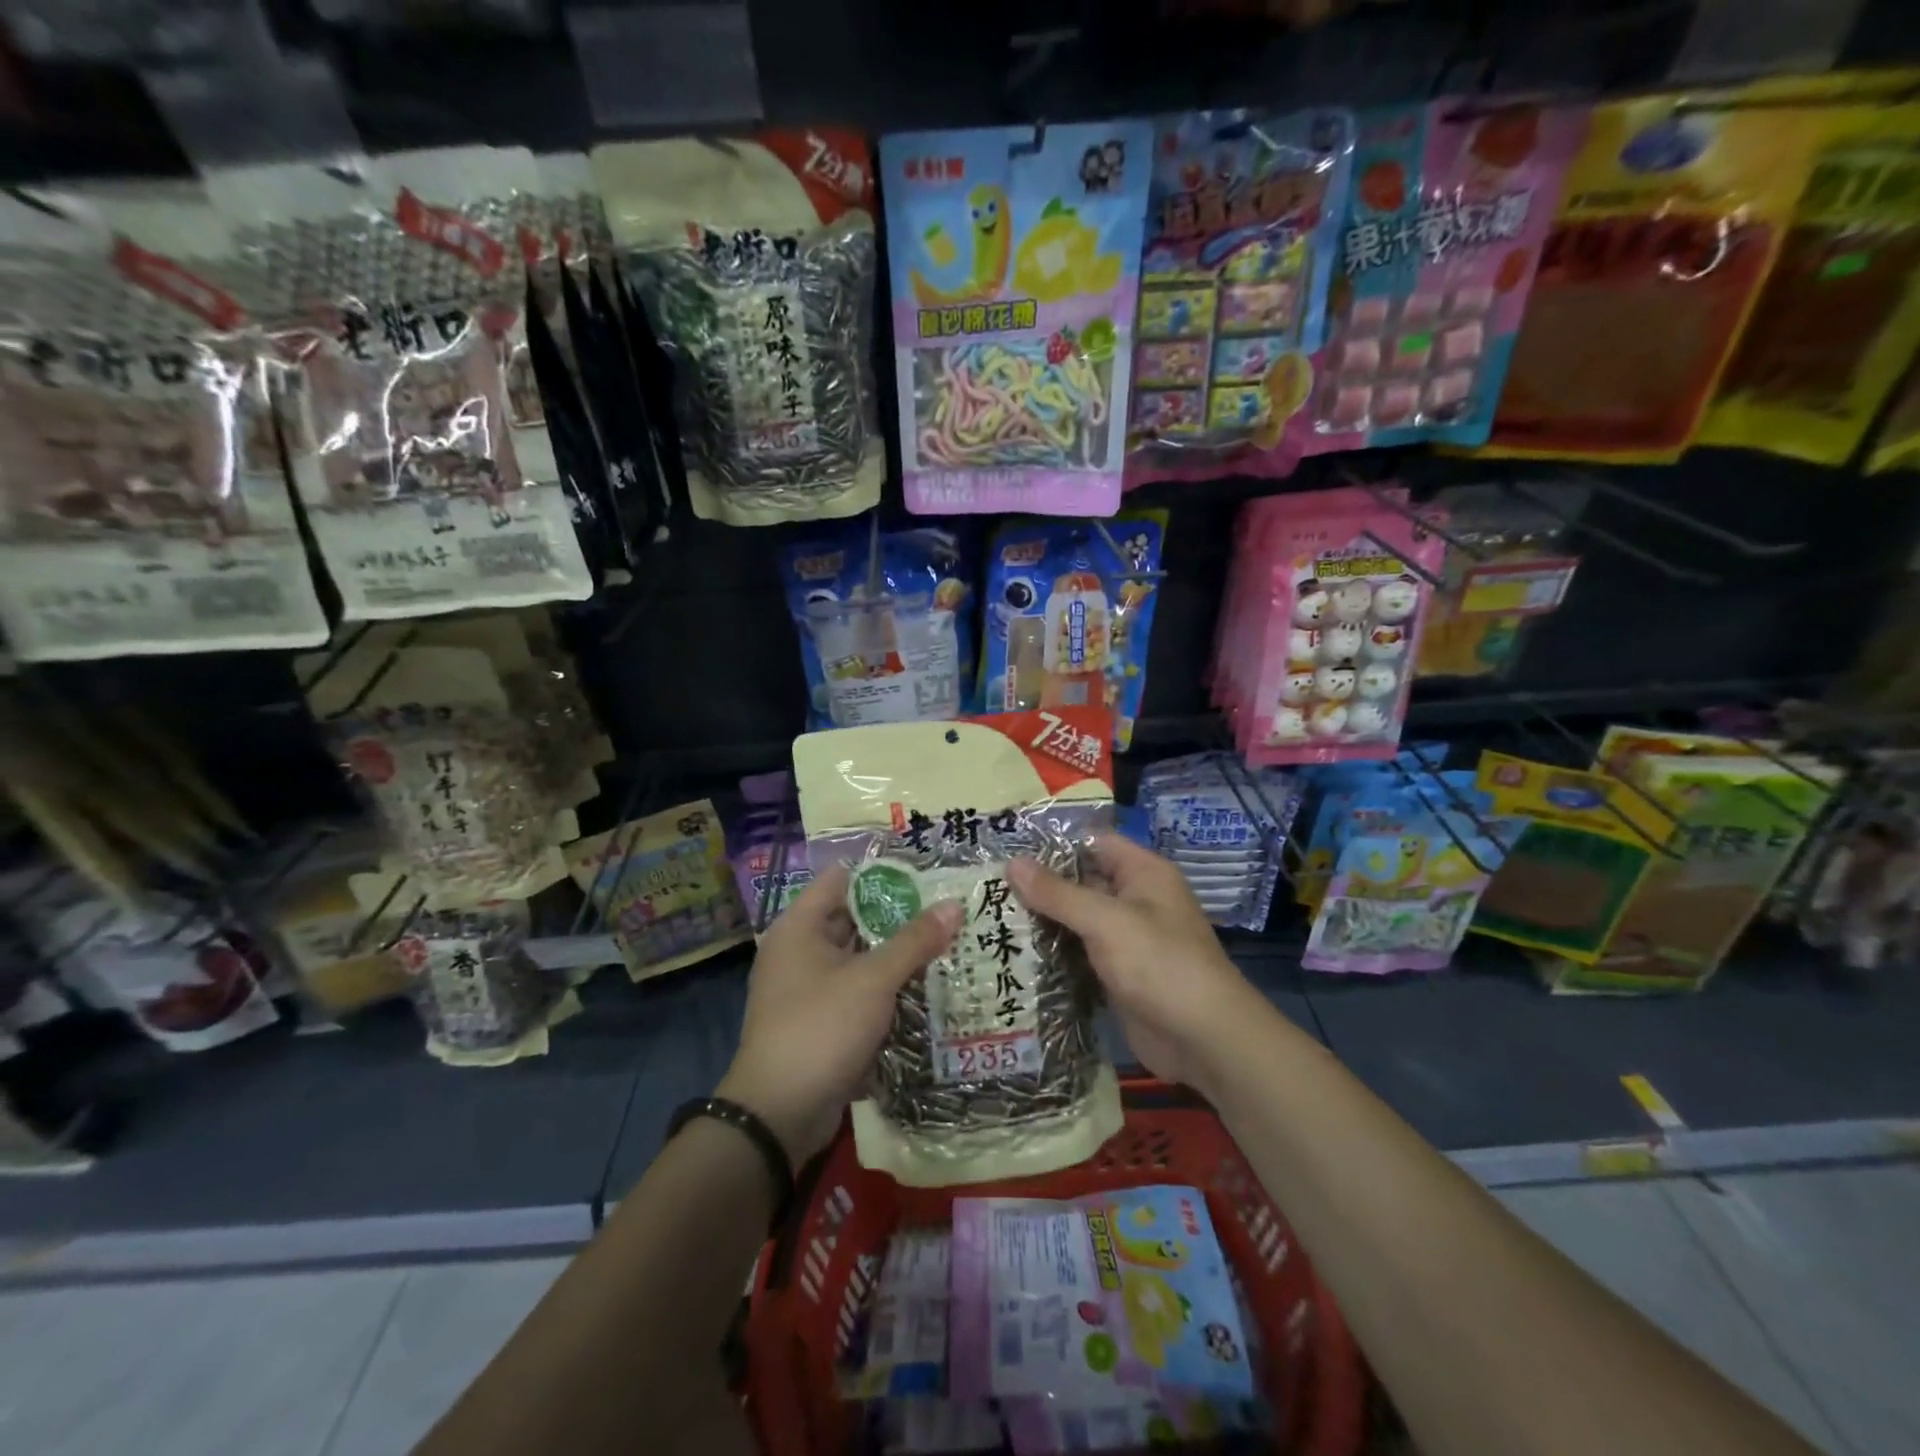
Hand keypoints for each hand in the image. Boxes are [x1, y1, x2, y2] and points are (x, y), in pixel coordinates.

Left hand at [718, 863, 962, 1164]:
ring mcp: (808, 987)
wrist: (777, 1115)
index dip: (884, 874)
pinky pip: (858, 990)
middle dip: (899, 916)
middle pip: (854, 918)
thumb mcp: (873, 980)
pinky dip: (886, 987)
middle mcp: (799, 950)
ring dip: (897, 954)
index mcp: (800, 926)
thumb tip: (954, 904)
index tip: (928, 875)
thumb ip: (914, 941)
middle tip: (949, 909)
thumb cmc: (820, 1029)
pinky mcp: (820, 1020)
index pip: (843, 879)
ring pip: (859, 957)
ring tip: (948, 943)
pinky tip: (926, 986)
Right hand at [1007, 836, 1260, 1095]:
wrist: (1204, 1040)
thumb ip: (1058, 893)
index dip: (1051, 843)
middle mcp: (1134, 899)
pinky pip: (1079, 953)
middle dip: (1038, 885)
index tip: (1004, 846)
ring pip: (1076, 920)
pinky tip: (1012, 954)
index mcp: (1142, 873)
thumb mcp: (1106, 921)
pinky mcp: (1116, 973)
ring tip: (988, 917)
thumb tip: (1012, 863)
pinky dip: (1052, 953)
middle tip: (985, 886)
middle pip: (1080, 881)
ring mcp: (1125, 938)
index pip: (1091, 843)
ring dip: (1041, 921)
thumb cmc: (1159, 964)